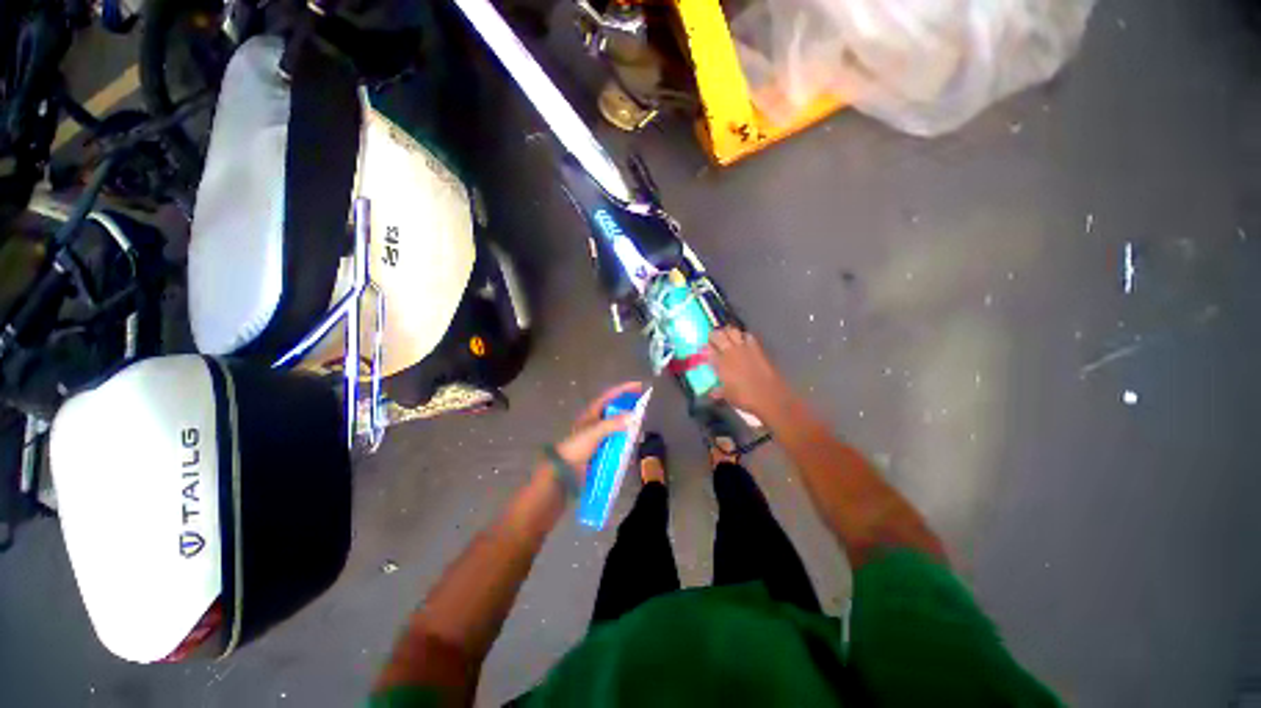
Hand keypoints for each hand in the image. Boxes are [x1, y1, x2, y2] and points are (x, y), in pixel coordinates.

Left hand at [554, 381, 643, 474]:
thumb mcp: (595, 432)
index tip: (638, 385)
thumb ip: (613, 423)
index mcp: (592, 412)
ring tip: (640, 424)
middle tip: (643, 405)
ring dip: (627, 423)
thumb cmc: (577, 445)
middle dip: (628, 406)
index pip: (610, 395)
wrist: (564, 468)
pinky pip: (616, 439)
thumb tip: (633, 416)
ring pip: (617, 424)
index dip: (624, 389)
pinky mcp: (601, 446)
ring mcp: (598, 433)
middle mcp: (596, 420)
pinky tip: (632, 443)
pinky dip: (624, 439)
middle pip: (615, 408)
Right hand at [707, 327, 793, 420]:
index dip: (705, 347)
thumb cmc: (745, 399)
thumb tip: (712, 391)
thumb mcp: (727, 396)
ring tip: (727, 337)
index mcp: (720, 363)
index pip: (708, 348)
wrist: (770, 398)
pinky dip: (743, 336)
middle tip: (713, 339)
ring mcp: (745, 349)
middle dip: (714, 335)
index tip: (704, 349)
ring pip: (733, 331)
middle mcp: (730, 352)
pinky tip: (743, 342)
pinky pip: (748, 336)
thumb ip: (718, 391)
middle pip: (718, 335)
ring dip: (728, 332)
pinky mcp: (757, 349)